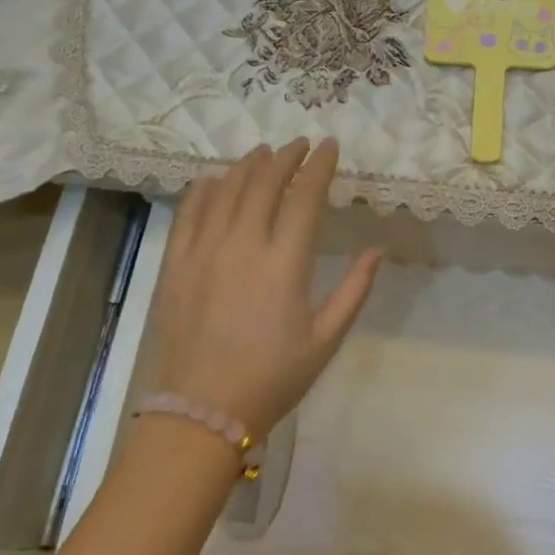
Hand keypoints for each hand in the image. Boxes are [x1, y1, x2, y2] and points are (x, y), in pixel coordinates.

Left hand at [156, 139, 382, 442]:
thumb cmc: (274, 377)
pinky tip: (216, 180)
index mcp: (285, 263)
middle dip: (286, 157)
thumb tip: (377, 251)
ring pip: (227, 190)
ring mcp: (205, 251)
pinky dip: (206, 189)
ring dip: (248, 166)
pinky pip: (190, 211)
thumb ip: (354, 290)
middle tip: (299, 146)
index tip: (330, 147)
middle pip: (264, 183)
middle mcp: (243, 245)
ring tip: (263, 153)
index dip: (319, 167)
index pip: (305, 197)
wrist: (204, 409)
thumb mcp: (327, 339)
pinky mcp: (177, 263)